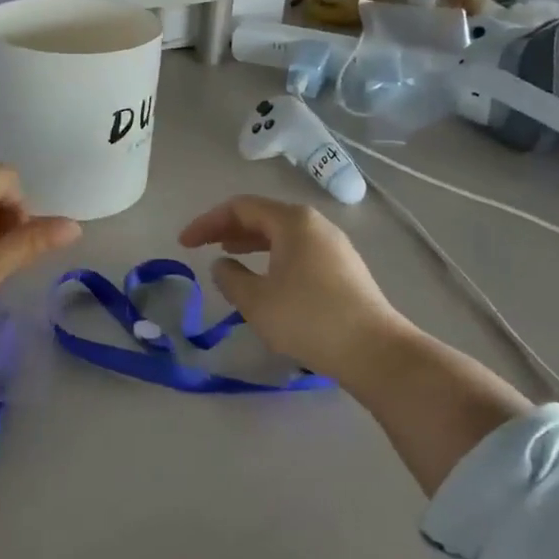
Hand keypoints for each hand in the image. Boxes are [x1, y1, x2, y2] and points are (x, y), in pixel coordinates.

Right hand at [178, 196, 416, 386]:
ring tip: (228, 255)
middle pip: (263, 216)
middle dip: (227, 228)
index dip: (207, 222)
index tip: (184, 243)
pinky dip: (272, 255)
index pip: (240, 207)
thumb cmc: (308, 319)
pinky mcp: (344, 268)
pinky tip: (265, 277)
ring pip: (282, 234)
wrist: (375, 351)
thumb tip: (222, 264)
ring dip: (250, 242)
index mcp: (292, 221)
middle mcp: (315, 224)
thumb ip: (230, 277)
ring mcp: (334, 245)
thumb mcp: (256, 301)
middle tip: (201, 245)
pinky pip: (298, 250)